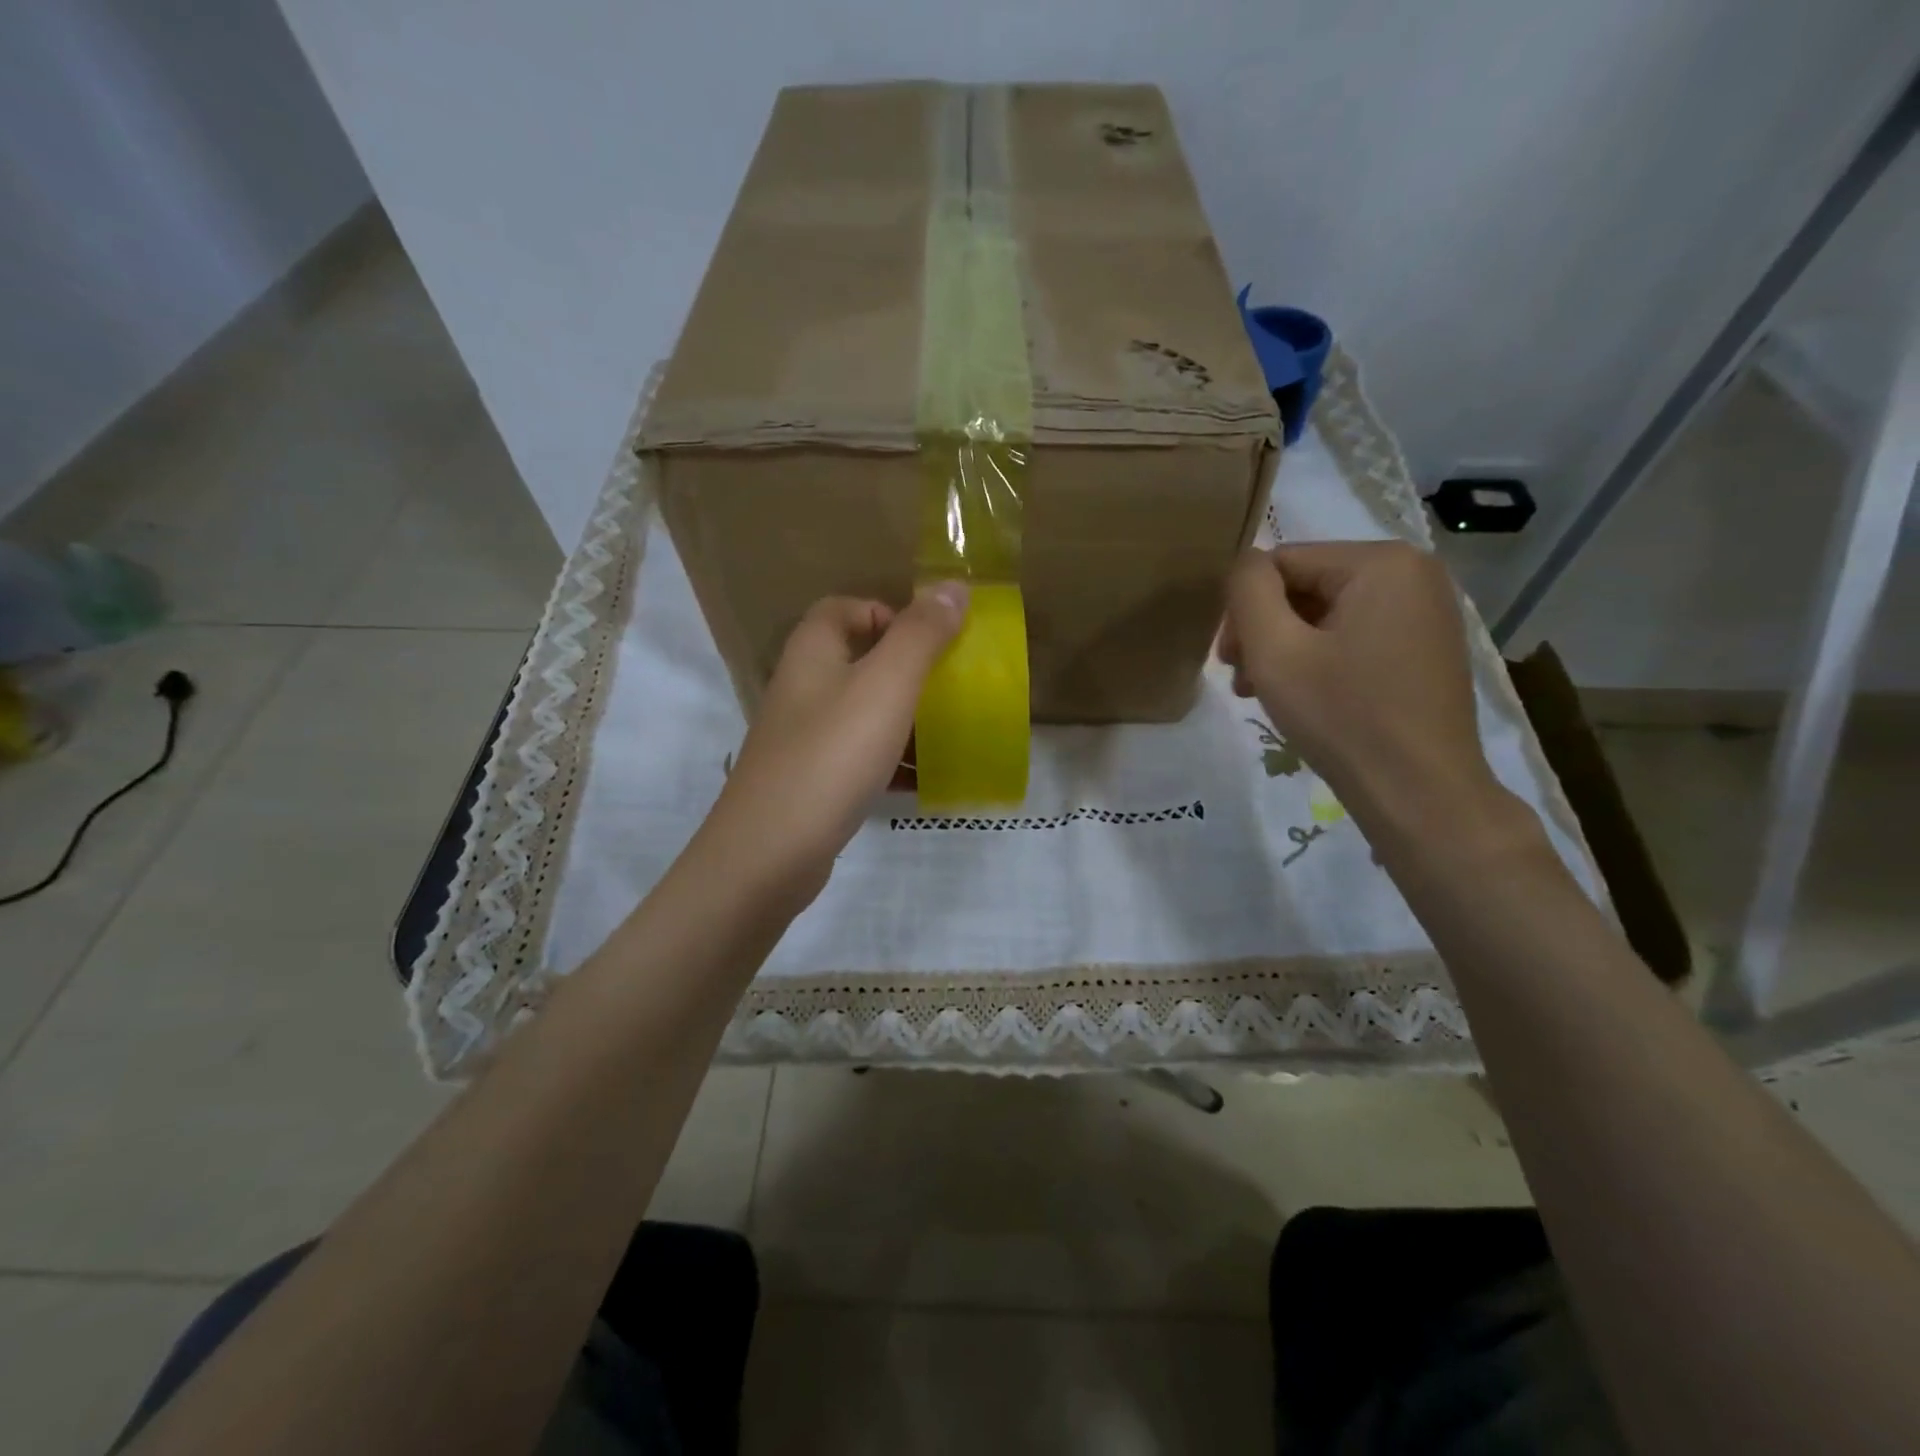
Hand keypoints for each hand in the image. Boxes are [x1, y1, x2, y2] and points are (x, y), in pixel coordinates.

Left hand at [700, 584, 967, 906]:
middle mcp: (802, 689)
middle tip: (949, 687)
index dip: (886, 612)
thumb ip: (920, 634)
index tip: (929, 641)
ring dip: (904, 719)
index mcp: (812, 653)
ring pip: (861, 713)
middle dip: (906, 670)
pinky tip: (923, 781)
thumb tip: (953, 587)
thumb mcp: (886, 685)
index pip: (843, 608)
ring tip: (948, 734)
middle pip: (857, 660)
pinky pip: (859, 758)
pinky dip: (891, 762)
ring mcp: (803, 738)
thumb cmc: (832, 755)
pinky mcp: (811, 781)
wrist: (770, 852)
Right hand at [1221, 542, 1503, 832]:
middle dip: (1265, 631)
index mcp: (1382, 562)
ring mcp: (1426, 612)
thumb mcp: (1275, 651)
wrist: (1420, 794)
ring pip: (1327, 614)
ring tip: (1265, 695)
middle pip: (1306, 586)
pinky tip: (1305, 697)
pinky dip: (1320, 659)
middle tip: (1243, 682)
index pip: (1282, 562)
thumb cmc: (1343, 718)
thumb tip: (1243, 564)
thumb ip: (1247, 592)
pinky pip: (1355, 636)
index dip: (1244, 608)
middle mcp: (1414, 573)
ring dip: (1287, 649)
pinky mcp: (1427, 647)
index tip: (1228, 661)